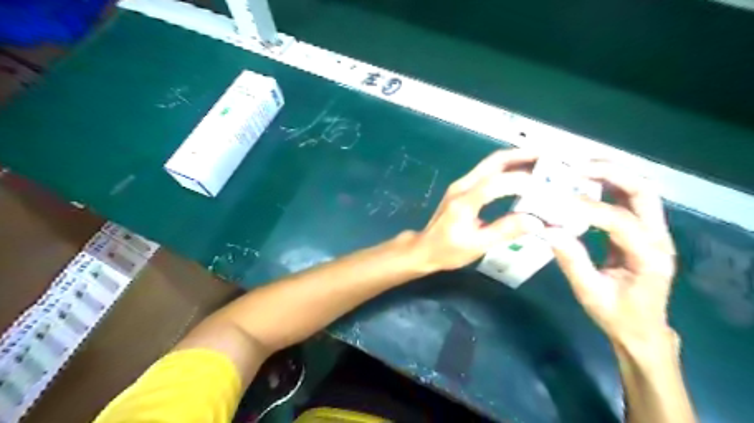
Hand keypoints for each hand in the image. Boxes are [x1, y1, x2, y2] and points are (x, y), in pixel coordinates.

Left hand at [415, 149, 545, 272]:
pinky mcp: (463, 187)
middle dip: (523, 156)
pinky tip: (521, 174)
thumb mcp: (477, 245)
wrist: (425, 248)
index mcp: (464, 201)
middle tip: (549, 158)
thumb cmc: (448, 250)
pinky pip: (487, 171)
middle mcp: (462, 186)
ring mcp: (461, 184)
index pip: (495, 183)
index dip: (521, 182)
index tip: (546, 189)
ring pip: (491, 163)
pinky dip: (507, 168)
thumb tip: (536, 221)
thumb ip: (505, 231)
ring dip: (516, 159)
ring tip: (541, 163)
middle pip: (494, 162)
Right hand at [542, 160, 676, 347]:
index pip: (621, 221)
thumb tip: (548, 231)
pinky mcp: (642, 231)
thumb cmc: (616, 315)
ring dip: (610, 175)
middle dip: (610, 174)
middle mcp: (658, 238)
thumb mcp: (590, 293)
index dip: (588, 208)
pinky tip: (584, 185)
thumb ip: (571, 260)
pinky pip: (628, 200)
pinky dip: (607, 187)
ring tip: (578, 170)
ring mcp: (653, 232)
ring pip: (638, 191)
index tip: (557, 201)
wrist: (641, 329)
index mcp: (649, 257)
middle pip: (643, 192)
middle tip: (575, 169)